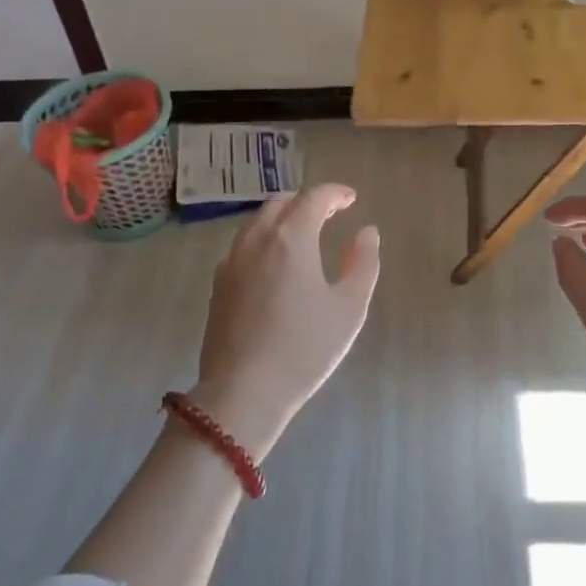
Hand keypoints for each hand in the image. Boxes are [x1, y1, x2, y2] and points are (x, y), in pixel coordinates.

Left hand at [193, 184, 379, 457]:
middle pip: (281, 203)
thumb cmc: (305, 348)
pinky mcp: (218, 284)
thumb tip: (367, 232)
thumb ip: (362, 263)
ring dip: (282, 218)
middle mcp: (257, 240)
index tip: (351, 199)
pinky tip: (274, 263)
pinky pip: (242, 245)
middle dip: (307, 201)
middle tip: (330, 214)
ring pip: (257, 222)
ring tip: (303, 234)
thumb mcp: (349, 308)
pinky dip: (263, 239)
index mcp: (292, 239)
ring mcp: (232, 261)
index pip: (314, 198)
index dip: (335, 193)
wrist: (243, 391)